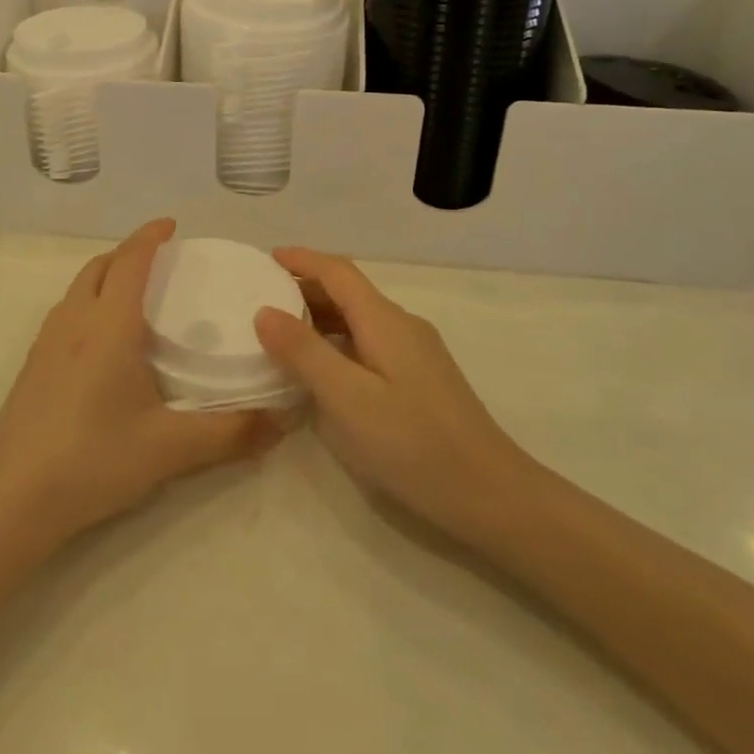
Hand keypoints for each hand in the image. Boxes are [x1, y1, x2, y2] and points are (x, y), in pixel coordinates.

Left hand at [0, 220, 275, 551]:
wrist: (10, 499)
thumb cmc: (93, 459)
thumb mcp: (170, 448)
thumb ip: (230, 432)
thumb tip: (283, 420)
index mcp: (109, 325)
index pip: (130, 261)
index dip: (149, 236)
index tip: (170, 225)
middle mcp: (74, 321)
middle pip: (99, 267)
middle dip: (127, 253)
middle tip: (159, 261)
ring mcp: (46, 343)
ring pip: (78, 289)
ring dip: (105, 277)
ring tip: (133, 297)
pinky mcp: (31, 367)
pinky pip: (65, 314)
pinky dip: (88, 304)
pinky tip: (101, 344)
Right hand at [255, 247, 530, 545]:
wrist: (491, 495)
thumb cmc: (413, 443)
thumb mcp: (347, 398)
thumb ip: (304, 352)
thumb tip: (264, 311)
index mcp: (384, 320)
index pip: (338, 272)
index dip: (302, 260)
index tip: (266, 258)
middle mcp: (402, 326)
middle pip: (349, 293)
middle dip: (305, 288)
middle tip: (262, 299)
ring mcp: (416, 353)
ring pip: (359, 320)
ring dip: (320, 318)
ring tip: (281, 334)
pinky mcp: (420, 380)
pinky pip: (369, 344)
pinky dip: (337, 343)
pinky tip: (323, 371)